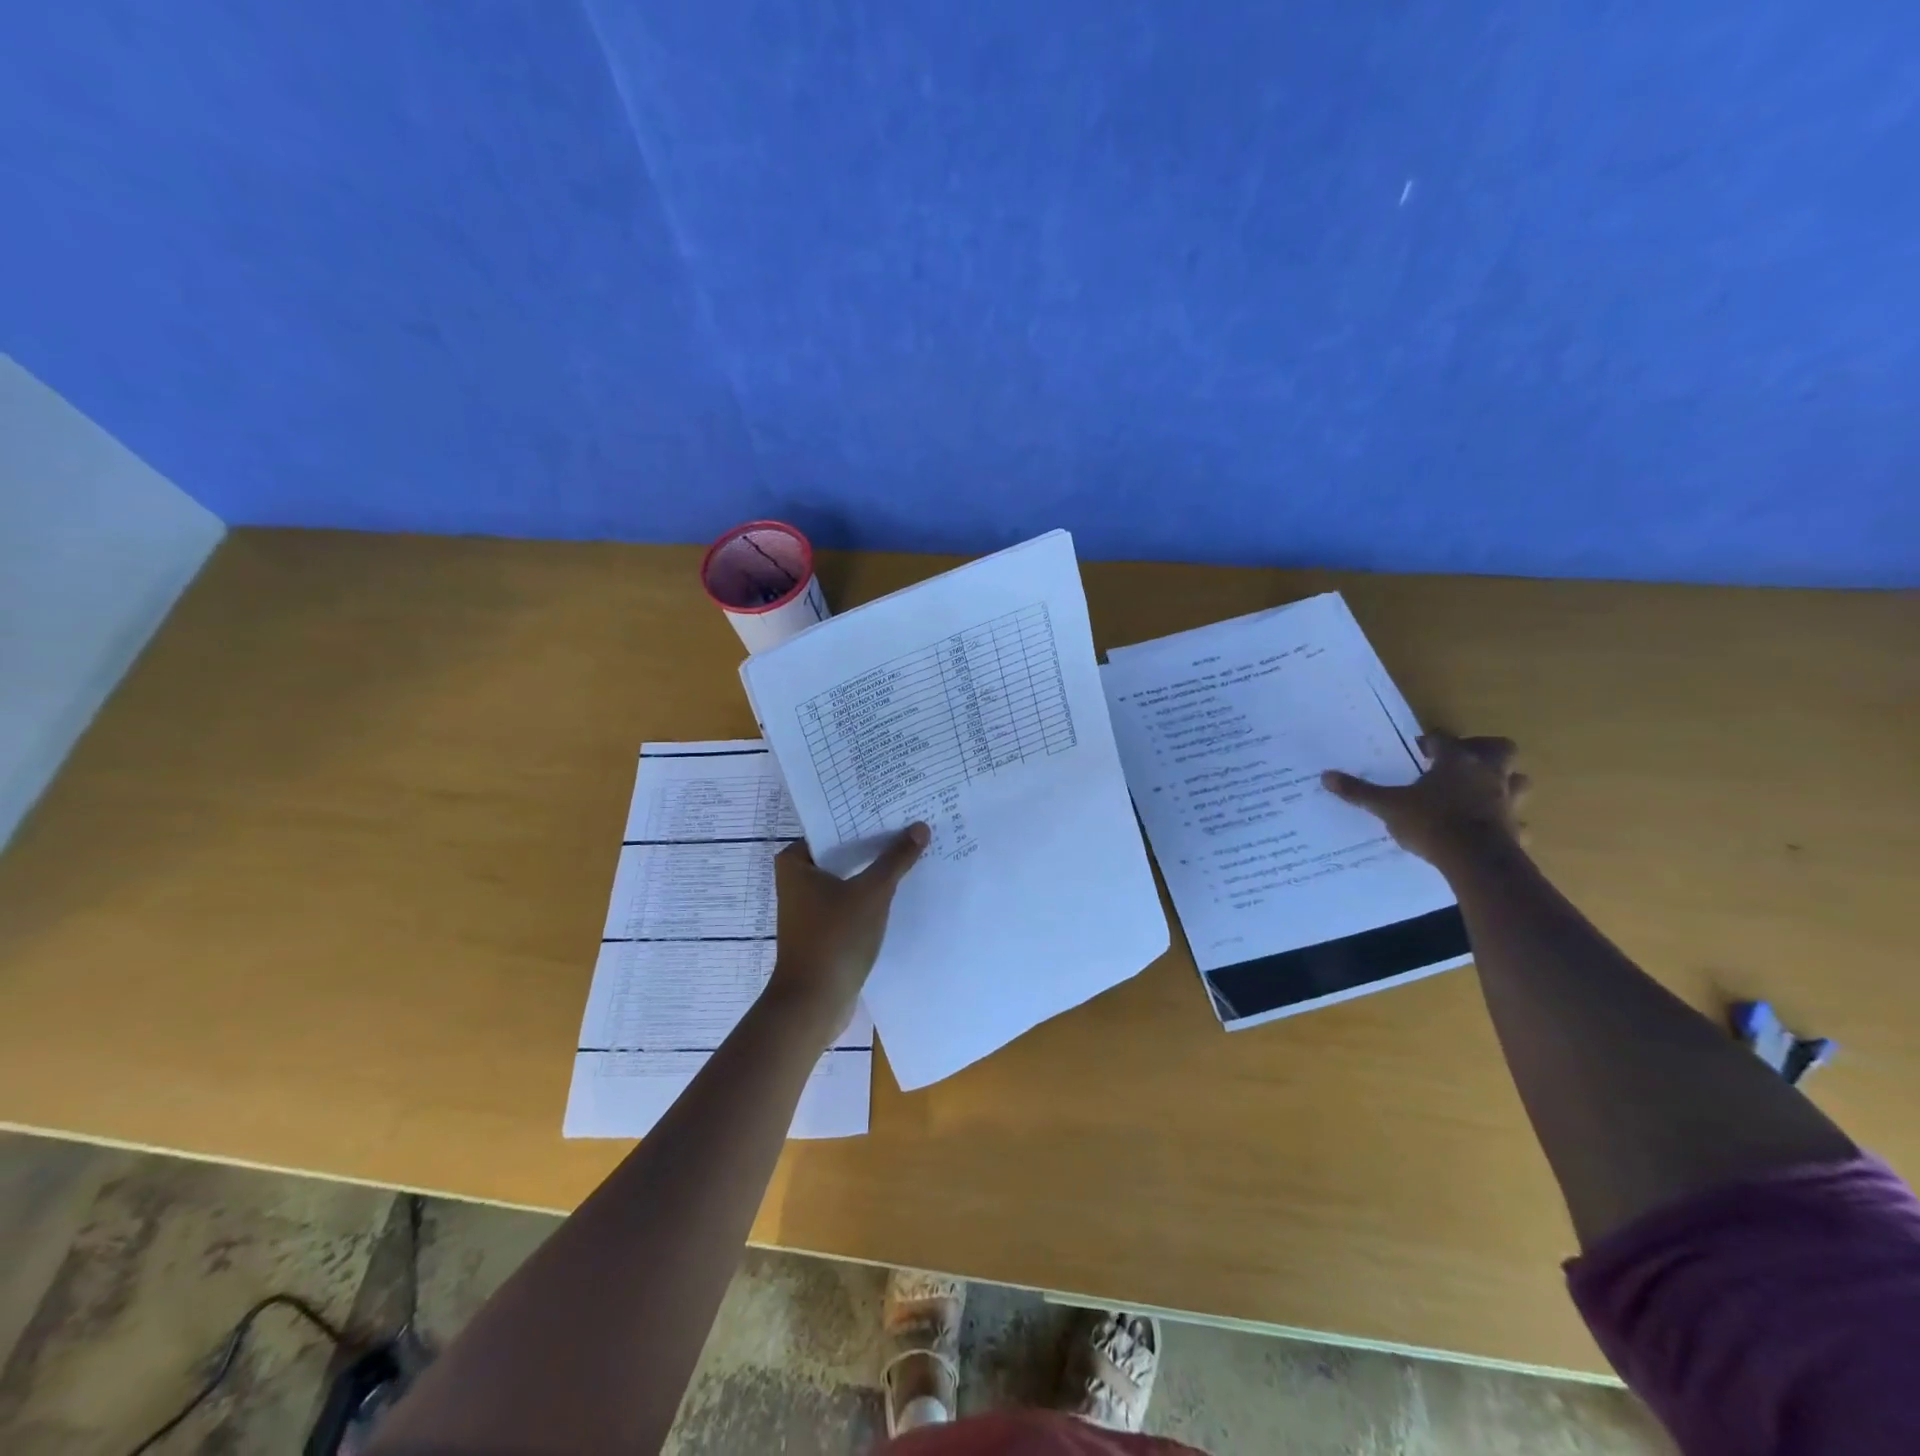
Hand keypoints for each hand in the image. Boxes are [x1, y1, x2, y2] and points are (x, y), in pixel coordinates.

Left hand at [766, 823, 929, 1036]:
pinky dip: (870, 893)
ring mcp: (809, 905)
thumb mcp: (871, 893)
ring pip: (848, 876)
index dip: (864, 816)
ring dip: (875, 869)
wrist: (813, 1003)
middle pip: (843, 851)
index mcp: (795, 861)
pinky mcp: (823, 927)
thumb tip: (920, 827)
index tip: (895, 805)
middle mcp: (797, 879)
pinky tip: (901, 887)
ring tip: (912, 850)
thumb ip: (896, 859)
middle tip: (911, 823)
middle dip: (874, 842)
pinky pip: (851, 899)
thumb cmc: (834, 938)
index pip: (833, 825)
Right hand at [1321, 731, 1529, 872]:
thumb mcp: (1387, 806)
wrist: (1475, 860)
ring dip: (1505, 782)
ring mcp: (1507, 801)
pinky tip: (1495, 830)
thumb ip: (1359, 791)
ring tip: (1483, 791)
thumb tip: (1326, 776)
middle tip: (1462, 761)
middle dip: (1484, 750)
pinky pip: (1518, 822)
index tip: (1419, 750)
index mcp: (1456, 761)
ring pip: (1518, 781)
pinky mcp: (1516, 829)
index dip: (1431, 742)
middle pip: (1499, 748)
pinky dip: (1510, 823)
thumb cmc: (1431, 822)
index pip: (1444, 739)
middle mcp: (1487, 774)